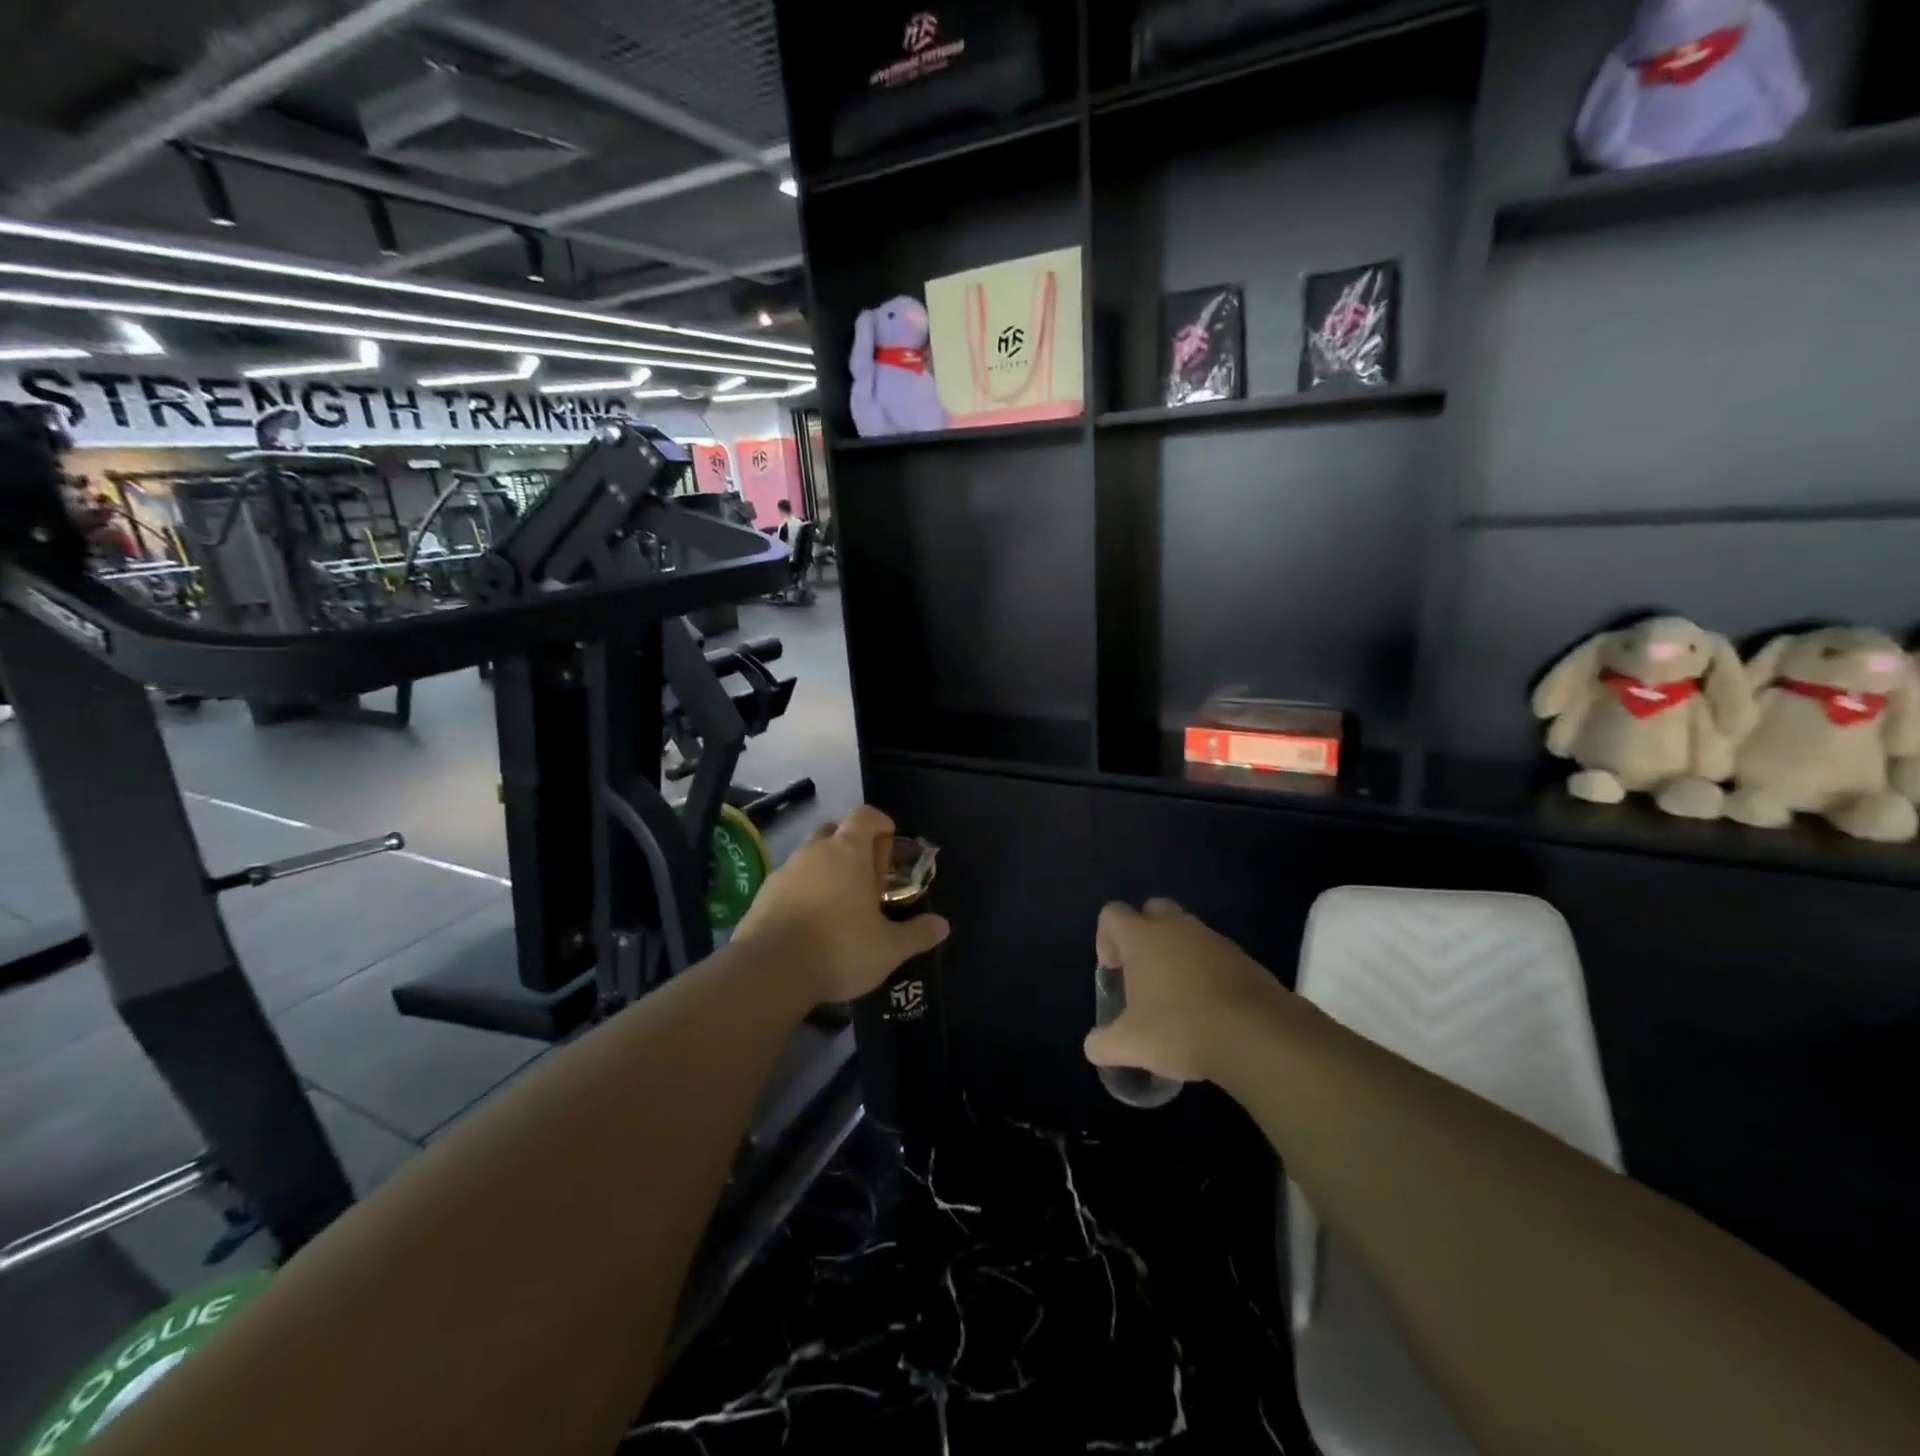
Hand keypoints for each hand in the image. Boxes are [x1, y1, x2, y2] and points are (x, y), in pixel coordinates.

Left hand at [732, 805, 948, 1003]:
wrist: (770, 971)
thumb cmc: (840, 948)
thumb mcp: (889, 948)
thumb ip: (917, 933)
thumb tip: (943, 925)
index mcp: (848, 851)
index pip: (865, 815)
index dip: (880, 823)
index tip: (890, 843)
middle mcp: (815, 851)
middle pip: (835, 831)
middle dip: (853, 847)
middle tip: (868, 878)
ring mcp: (785, 870)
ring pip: (811, 857)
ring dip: (827, 870)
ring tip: (841, 905)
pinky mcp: (763, 893)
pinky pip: (790, 881)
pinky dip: (804, 891)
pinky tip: (812, 923)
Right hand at [1084, 899, 1285, 1083]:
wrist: (1257, 1035)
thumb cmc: (1181, 1028)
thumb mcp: (1131, 1045)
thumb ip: (1104, 1044)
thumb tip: (1094, 1046)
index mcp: (1142, 937)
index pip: (1112, 914)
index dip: (1106, 937)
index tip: (1113, 969)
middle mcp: (1177, 927)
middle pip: (1152, 910)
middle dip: (1144, 934)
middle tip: (1143, 973)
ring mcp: (1214, 939)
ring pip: (1187, 933)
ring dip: (1178, 955)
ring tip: (1178, 999)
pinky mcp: (1244, 958)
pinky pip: (1216, 956)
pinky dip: (1208, 973)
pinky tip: (1210, 1010)